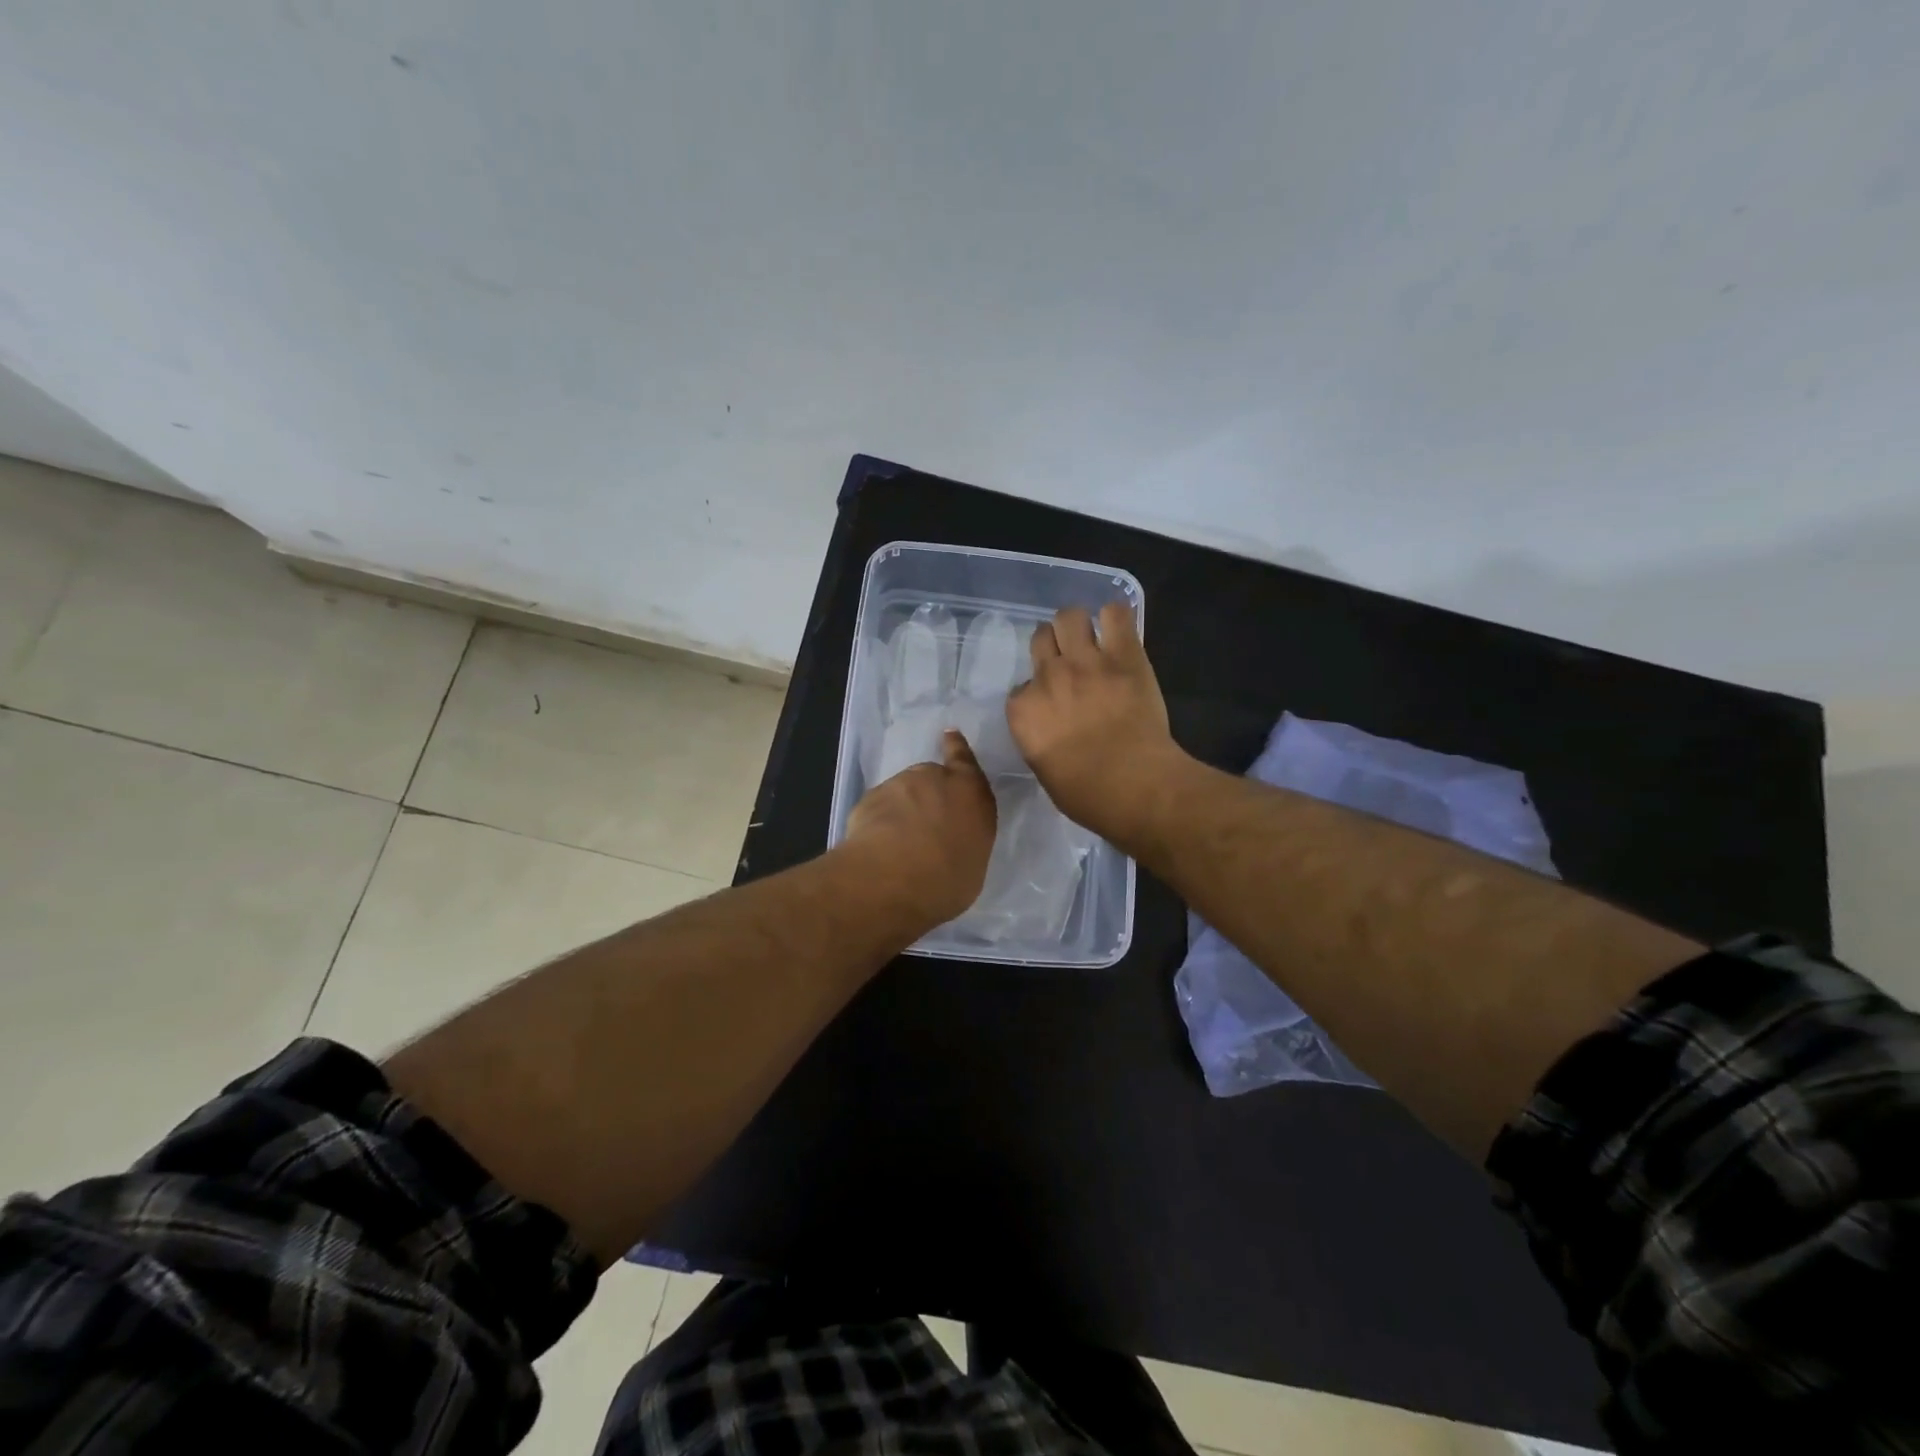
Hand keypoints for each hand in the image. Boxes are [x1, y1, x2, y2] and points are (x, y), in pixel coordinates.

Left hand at [844, 730, 997, 926]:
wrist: (895, 878)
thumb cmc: (949, 878)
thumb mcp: (972, 864)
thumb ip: (963, 842)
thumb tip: (951, 844)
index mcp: (972, 794)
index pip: (966, 762)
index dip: (957, 748)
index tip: (949, 734)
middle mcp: (937, 779)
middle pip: (931, 778)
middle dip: (927, 795)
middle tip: (923, 828)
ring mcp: (900, 784)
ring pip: (901, 793)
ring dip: (901, 810)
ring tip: (897, 845)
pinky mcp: (870, 797)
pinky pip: (878, 808)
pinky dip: (878, 822)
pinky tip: (877, 848)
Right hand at [1006, 602, 1184, 841]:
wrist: (1134, 785)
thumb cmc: (1086, 794)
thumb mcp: (1044, 769)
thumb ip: (1039, 739)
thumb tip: (1050, 729)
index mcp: (1023, 711)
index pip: (1022, 688)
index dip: (1038, 692)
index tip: (1053, 705)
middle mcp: (1047, 677)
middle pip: (1040, 638)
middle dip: (1052, 647)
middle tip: (1070, 662)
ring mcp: (1085, 661)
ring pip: (1070, 616)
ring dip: (1078, 626)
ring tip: (1092, 640)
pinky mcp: (1124, 655)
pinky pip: (1115, 614)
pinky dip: (1115, 618)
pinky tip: (1118, 630)